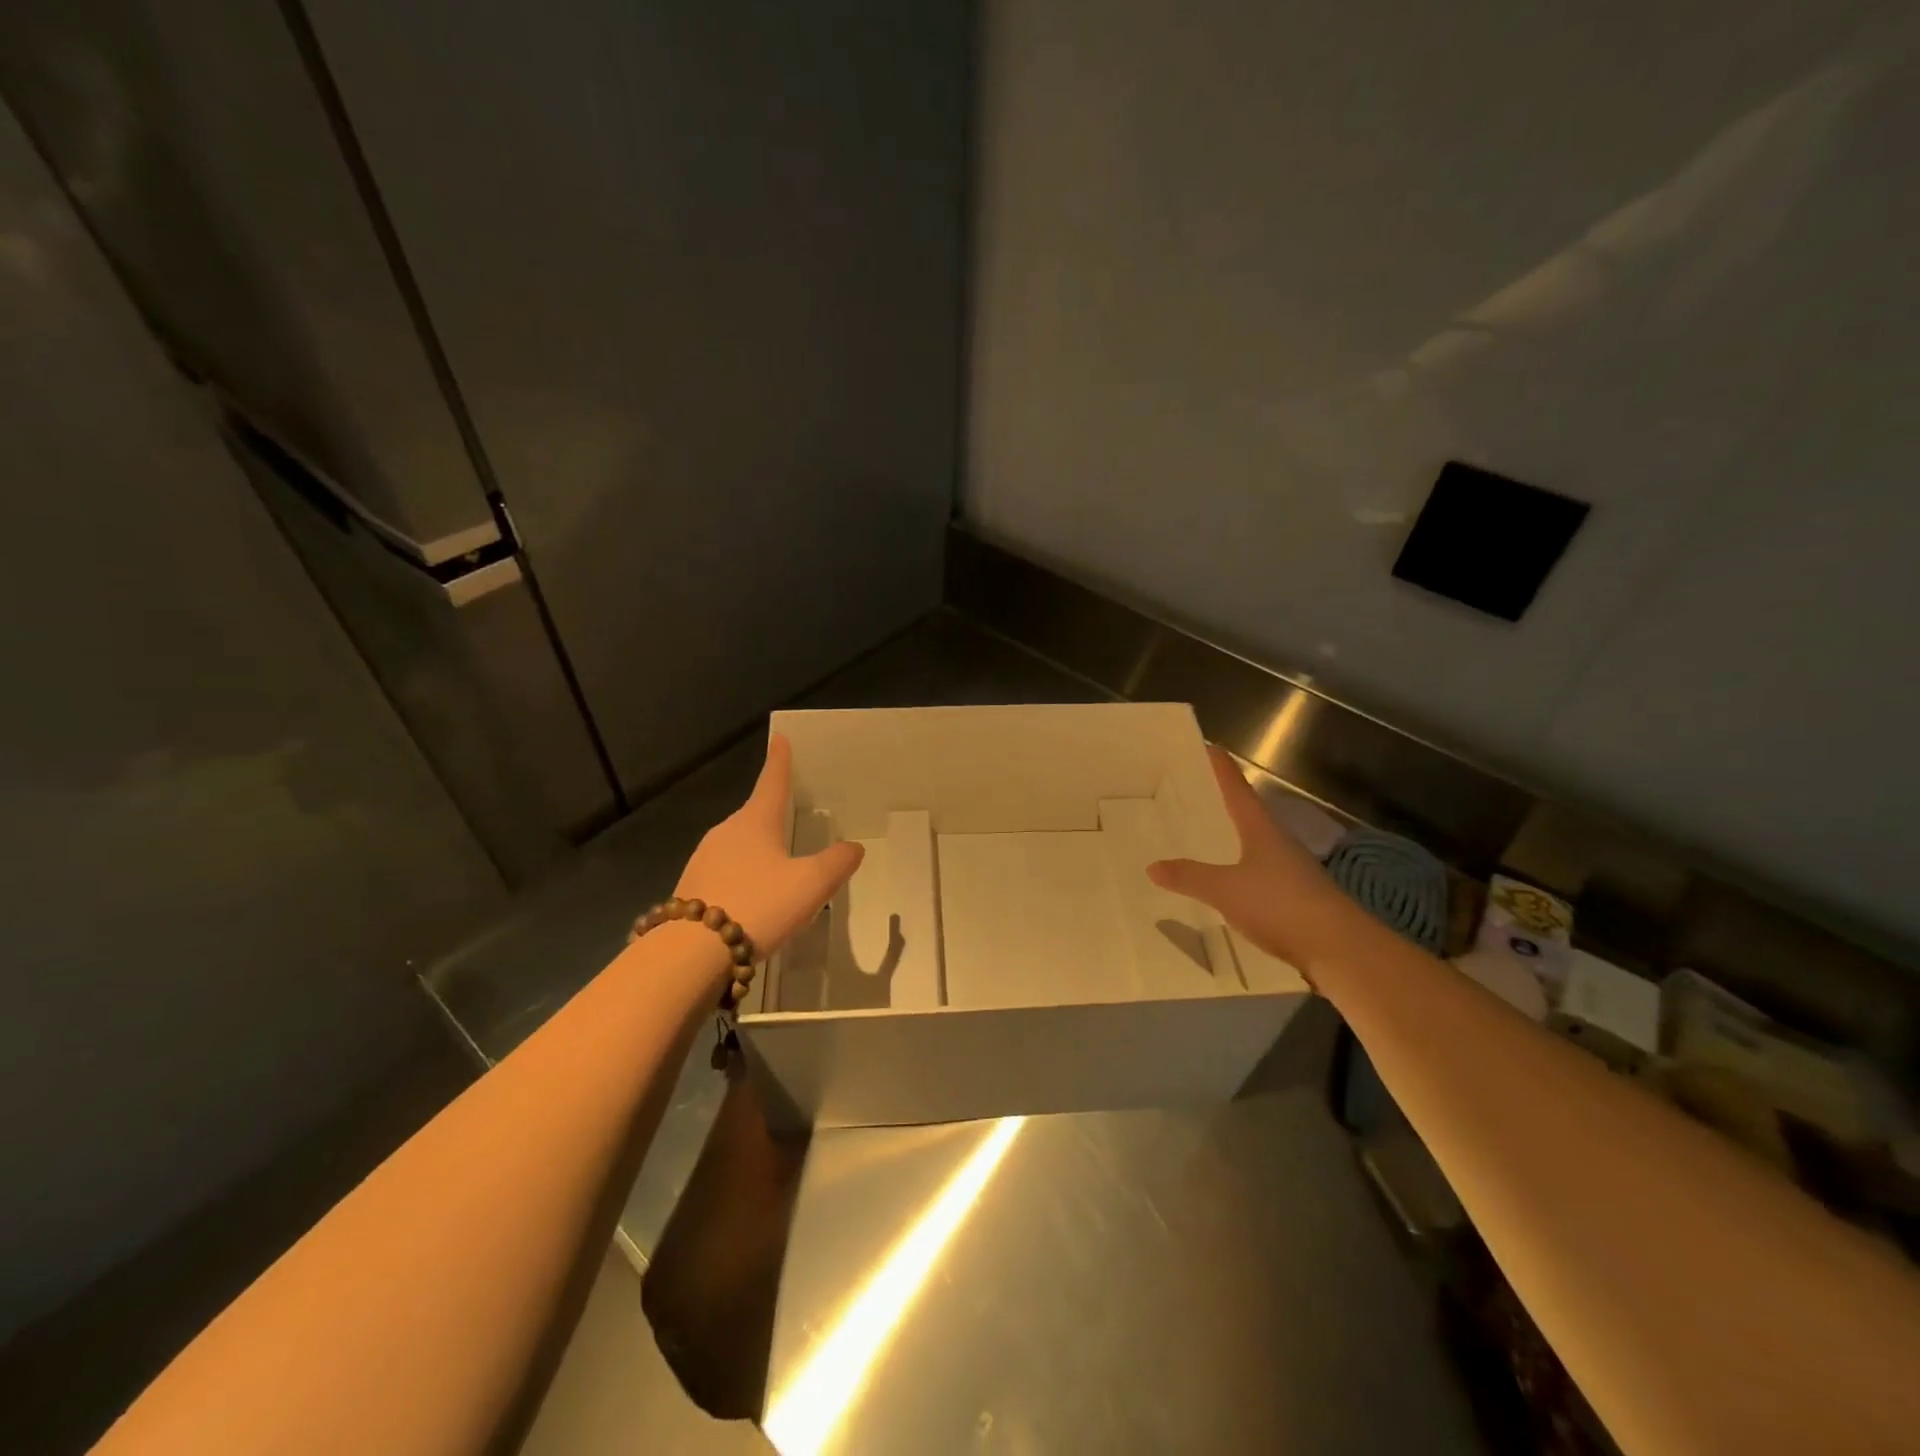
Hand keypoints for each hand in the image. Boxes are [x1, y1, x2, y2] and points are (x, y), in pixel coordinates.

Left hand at [674, 734, 863, 956]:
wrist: (691, 953)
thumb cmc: (758, 905)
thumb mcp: (811, 885)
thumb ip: (837, 863)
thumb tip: (853, 847)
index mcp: (755, 822)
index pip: (772, 782)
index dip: (780, 761)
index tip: (780, 739)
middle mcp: (726, 832)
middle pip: (754, 815)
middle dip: (771, 814)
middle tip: (791, 817)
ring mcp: (704, 859)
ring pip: (739, 845)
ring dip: (757, 851)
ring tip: (778, 869)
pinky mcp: (692, 888)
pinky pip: (725, 872)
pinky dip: (742, 877)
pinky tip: (753, 899)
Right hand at [1147, 746, 1357, 972]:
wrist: (1340, 948)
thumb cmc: (1280, 904)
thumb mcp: (1225, 889)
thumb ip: (1189, 876)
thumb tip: (1152, 866)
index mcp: (1261, 829)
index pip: (1237, 789)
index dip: (1221, 768)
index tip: (1208, 747)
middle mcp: (1279, 842)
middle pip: (1249, 813)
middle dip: (1225, 800)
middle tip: (1198, 791)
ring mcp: (1292, 870)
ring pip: (1256, 844)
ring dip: (1235, 835)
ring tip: (1209, 834)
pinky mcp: (1297, 897)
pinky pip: (1262, 873)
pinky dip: (1243, 868)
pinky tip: (1231, 882)